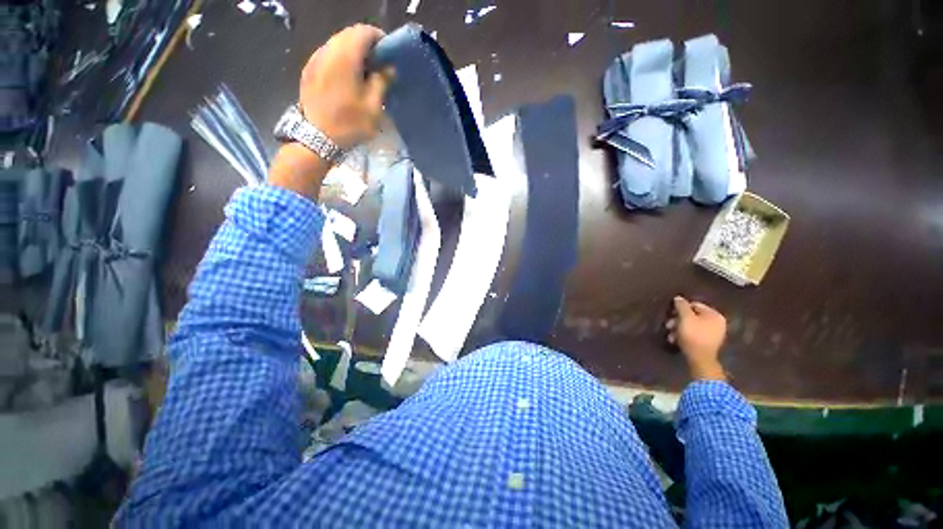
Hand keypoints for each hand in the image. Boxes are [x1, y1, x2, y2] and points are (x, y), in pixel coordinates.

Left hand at [271, 25, 388, 199]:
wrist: (316, 139)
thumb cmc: (349, 124)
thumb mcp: (373, 107)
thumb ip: (382, 82)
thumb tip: (388, 68)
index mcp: (345, 57)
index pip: (364, 32)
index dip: (379, 39)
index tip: (389, 54)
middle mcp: (327, 51)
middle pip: (348, 34)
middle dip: (366, 44)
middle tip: (379, 63)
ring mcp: (315, 59)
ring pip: (337, 43)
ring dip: (353, 51)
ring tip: (365, 71)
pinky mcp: (309, 70)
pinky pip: (328, 55)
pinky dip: (341, 59)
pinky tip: (348, 77)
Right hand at [666, 296, 727, 381]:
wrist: (700, 359)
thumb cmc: (693, 335)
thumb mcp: (685, 318)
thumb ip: (682, 306)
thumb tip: (678, 298)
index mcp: (714, 315)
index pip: (695, 305)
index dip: (681, 308)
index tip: (670, 313)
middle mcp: (717, 323)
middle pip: (692, 316)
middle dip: (677, 320)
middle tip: (668, 325)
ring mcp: (713, 333)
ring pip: (691, 325)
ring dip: (678, 329)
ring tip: (670, 335)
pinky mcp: (707, 342)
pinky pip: (694, 334)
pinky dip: (684, 335)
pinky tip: (675, 340)